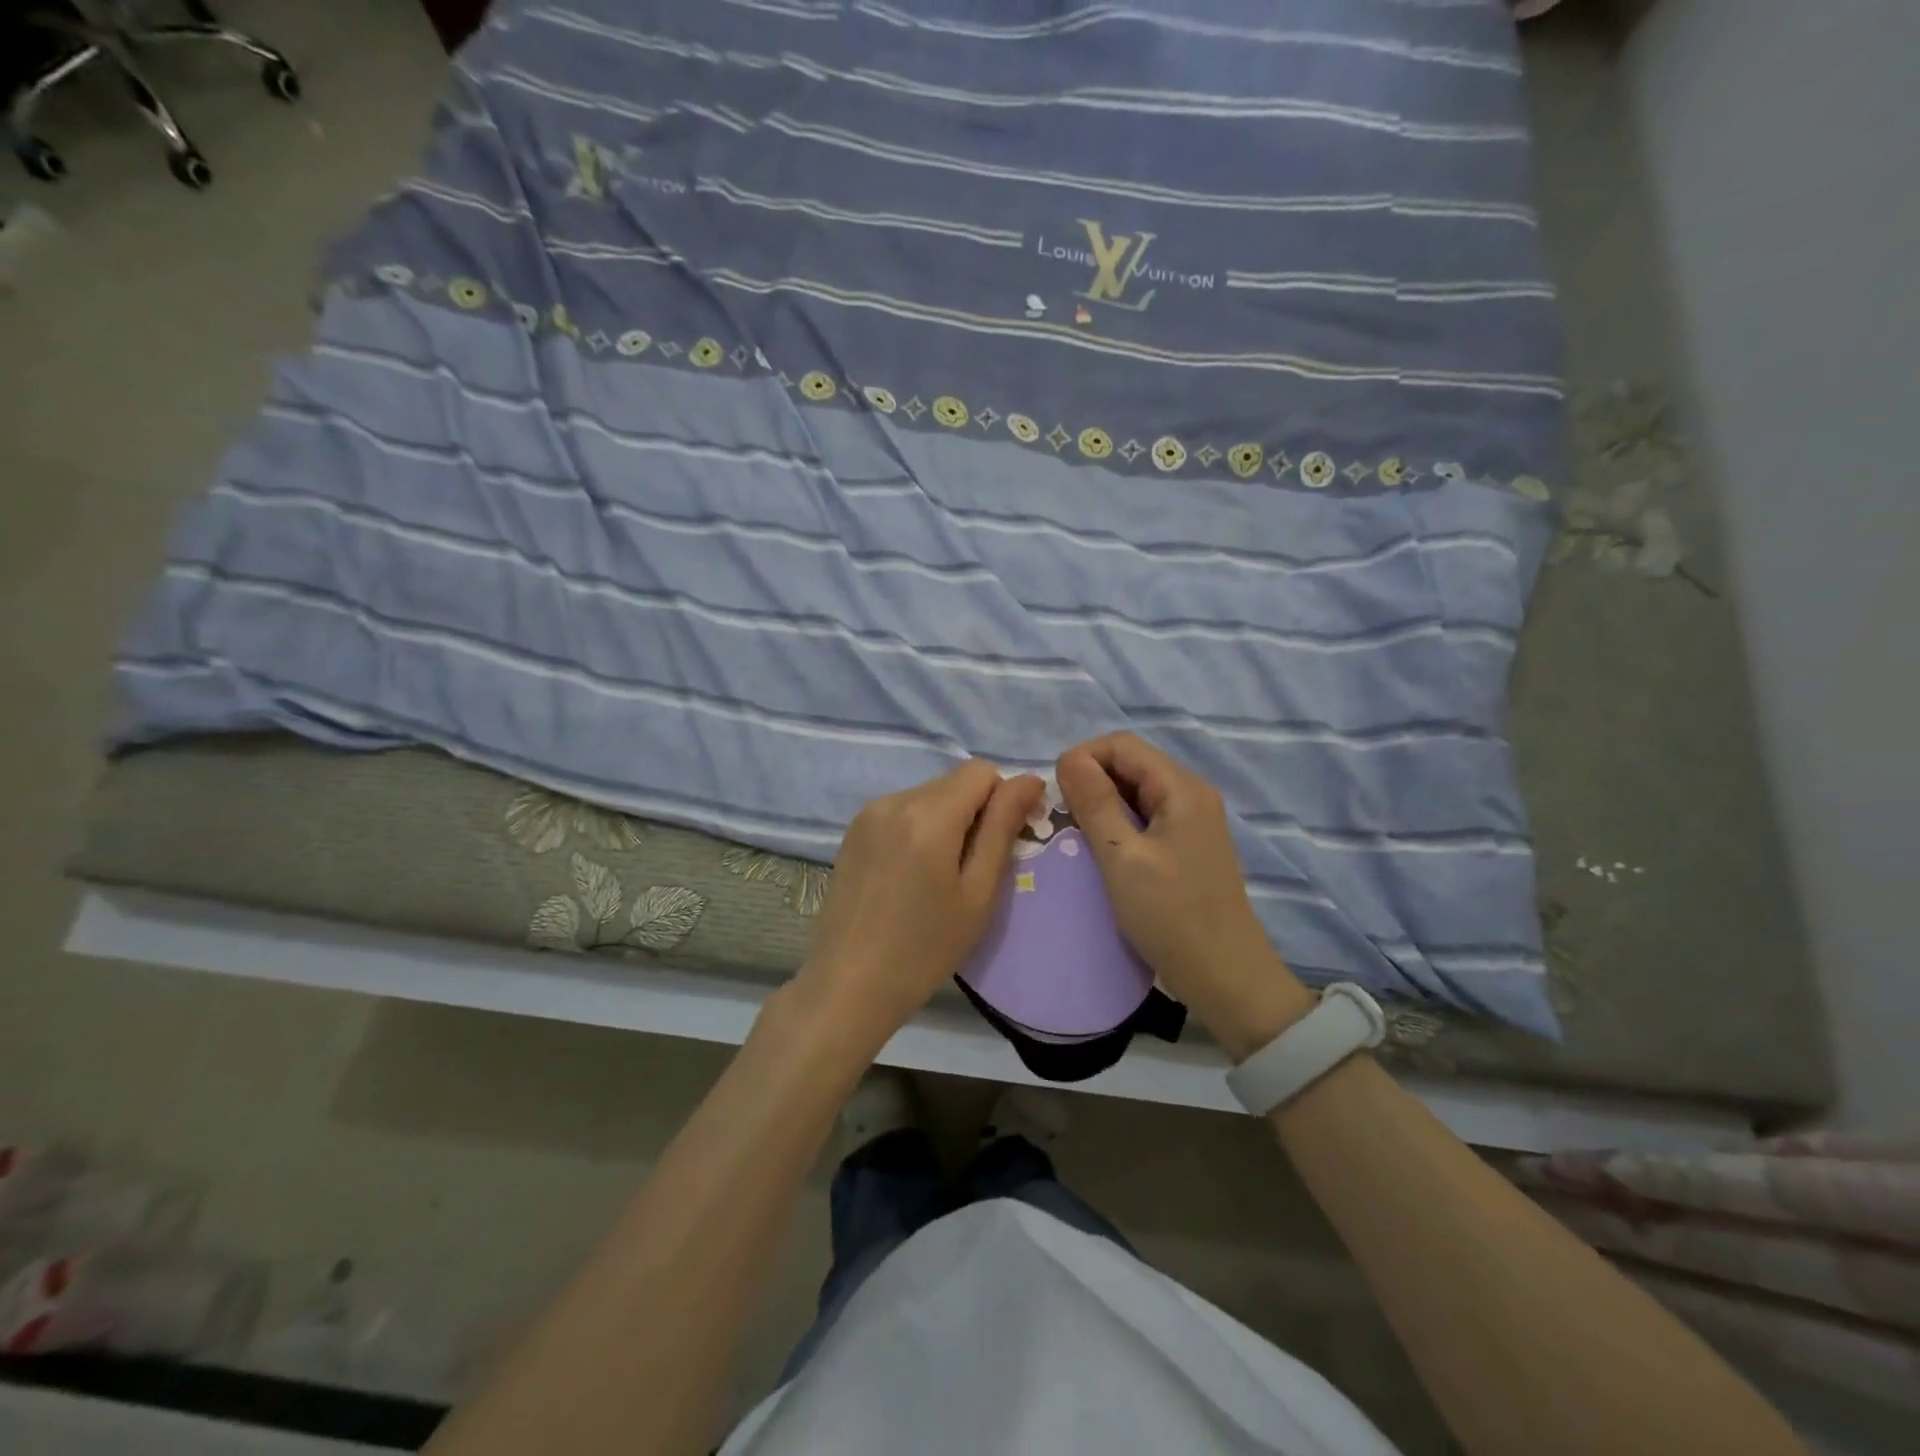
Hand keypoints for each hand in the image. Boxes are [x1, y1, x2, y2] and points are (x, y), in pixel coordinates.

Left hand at [791, 760, 1044, 1054]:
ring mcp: (869, 813)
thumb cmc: (925, 948)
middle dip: (975, 811)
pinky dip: (919, 827)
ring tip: (939, 875)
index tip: (1005, 841)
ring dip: (947, 819)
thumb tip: (1030, 780)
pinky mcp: (853, 830)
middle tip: (974, 867)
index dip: (1003, 799)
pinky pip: (902, 809)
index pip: (982, 772)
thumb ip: (1002, 828)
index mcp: (929, 814)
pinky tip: (912, 873)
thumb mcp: (978, 892)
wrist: (849, 985)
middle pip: (954, 781)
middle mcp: (896, 800)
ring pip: (928, 794)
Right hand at [1056, 734, 1311, 1057]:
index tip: (1056, 796)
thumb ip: (1095, 803)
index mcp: (1181, 788)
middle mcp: (1191, 794)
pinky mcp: (1187, 845)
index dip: (1083, 758)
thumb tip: (1068, 758)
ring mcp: (1192, 820)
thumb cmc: (1171, 915)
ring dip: (1101, 804)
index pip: (1121, 745)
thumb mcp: (1122, 858)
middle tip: (1061, 819)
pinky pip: (1145, 817)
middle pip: (1130, 764)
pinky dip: (1117, 825)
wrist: (1225, 976)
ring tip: (1076, 836)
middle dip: (1090, 781)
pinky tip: (1101, 852)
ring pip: (1135, 791)